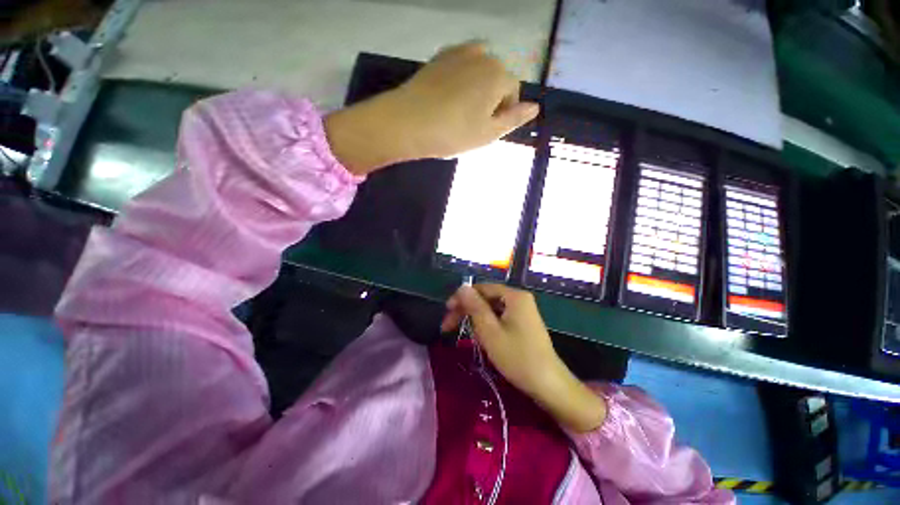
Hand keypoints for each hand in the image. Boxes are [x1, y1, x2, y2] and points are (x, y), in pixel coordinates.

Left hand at [324, 42, 539, 174]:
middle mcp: (483, 55)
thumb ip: (514, 119)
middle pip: (496, 78)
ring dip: (476, 89)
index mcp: (498, 74)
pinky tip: (447, 99)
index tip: (486, 129)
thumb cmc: (453, 133)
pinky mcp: (439, 57)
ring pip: (478, 72)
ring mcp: (458, 52)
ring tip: (459, 111)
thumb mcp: (488, 134)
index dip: (503, 112)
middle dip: (491, 98)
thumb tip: (535, 107)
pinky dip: (460, 81)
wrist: (407, 122)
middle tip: (471, 123)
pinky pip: (459, 67)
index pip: (513, 91)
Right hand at [442, 284, 606, 432]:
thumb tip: (462, 287)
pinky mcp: (524, 323)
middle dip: (467, 311)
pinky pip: (500, 317)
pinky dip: (488, 325)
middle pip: (486, 298)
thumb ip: (474, 306)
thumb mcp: (490, 331)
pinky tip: (482, 338)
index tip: (447, 312)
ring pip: (492, 309)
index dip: (461, 298)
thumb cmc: (517, 357)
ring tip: (467, 336)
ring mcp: (523, 311)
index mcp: (514, 296)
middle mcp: (519, 298)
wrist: (549, 385)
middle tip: (448, 327)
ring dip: (476, 320)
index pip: (481, 288)